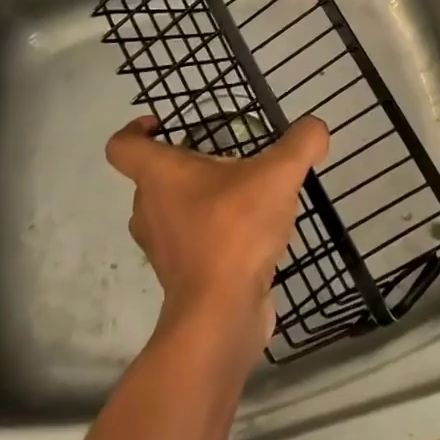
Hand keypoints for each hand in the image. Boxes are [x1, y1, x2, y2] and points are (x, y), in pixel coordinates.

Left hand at [105, 115, 328, 359]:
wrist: (221, 315)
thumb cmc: (236, 230)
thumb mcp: (279, 174)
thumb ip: (301, 143)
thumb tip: (316, 129)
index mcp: (160, 176)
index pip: (122, 146)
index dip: (135, 129)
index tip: (162, 124)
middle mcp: (149, 209)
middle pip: (153, 178)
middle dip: (186, 164)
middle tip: (225, 160)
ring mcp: (162, 247)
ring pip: (172, 211)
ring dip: (199, 200)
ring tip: (243, 196)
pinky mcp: (181, 277)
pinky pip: (190, 242)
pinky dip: (212, 233)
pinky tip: (250, 234)